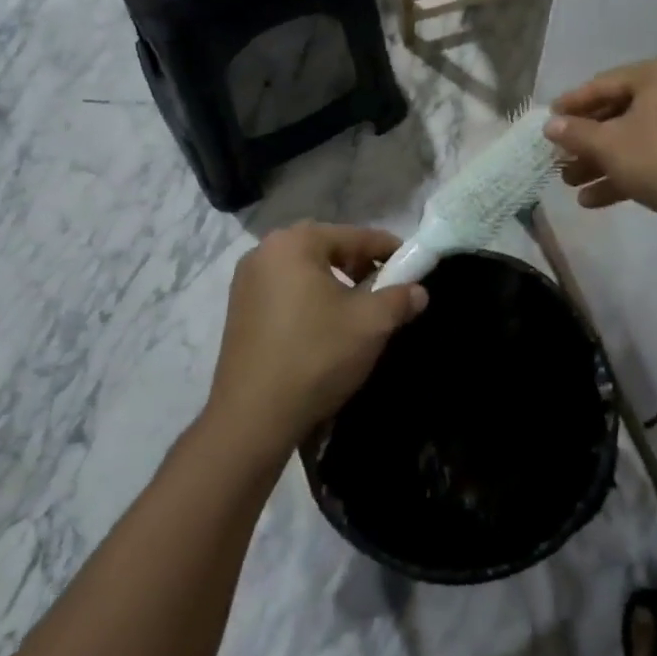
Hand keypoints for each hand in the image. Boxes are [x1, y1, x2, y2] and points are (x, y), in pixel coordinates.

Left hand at [207, 224, 428, 460]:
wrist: (252, 420)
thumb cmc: (315, 357)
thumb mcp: (371, 324)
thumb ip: (400, 298)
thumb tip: (418, 291)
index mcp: (294, 243)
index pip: (355, 236)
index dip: (390, 250)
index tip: (415, 266)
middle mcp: (264, 251)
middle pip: (328, 249)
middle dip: (361, 265)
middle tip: (387, 289)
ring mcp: (245, 282)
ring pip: (306, 271)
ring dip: (336, 284)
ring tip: (359, 310)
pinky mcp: (238, 311)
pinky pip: (286, 291)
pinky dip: (311, 299)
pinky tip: (326, 326)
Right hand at [545, 56, 656, 241]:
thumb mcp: (608, 144)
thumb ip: (575, 132)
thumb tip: (549, 125)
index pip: (605, 83)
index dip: (573, 103)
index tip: (548, 120)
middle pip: (620, 113)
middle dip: (587, 141)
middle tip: (559, 156)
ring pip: (636, 139)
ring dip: (601, 161)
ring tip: (570, 183)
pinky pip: (654, 156)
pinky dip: (626, 173)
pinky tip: (593, 200)